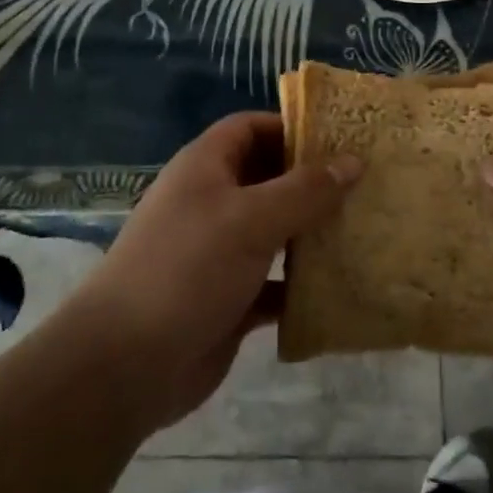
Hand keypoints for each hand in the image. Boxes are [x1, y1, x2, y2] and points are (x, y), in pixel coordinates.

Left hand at [68, 112, 360, 432]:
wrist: (125, 365)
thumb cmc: (188, 268)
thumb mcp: (251, 219)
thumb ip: (305, 190)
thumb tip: (353, 161)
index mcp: (206, 167)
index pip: (252, 127)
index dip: (293, 127)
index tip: (342, 138)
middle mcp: (212, 202)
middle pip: (269, 178)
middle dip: (313, 182)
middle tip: (366, 185)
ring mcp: (219, 252)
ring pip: (275, 231)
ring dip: (312, 233)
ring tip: (364, 230)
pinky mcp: (229, 298)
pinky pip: (275, 282)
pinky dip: (302, 285)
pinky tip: (340, 288)